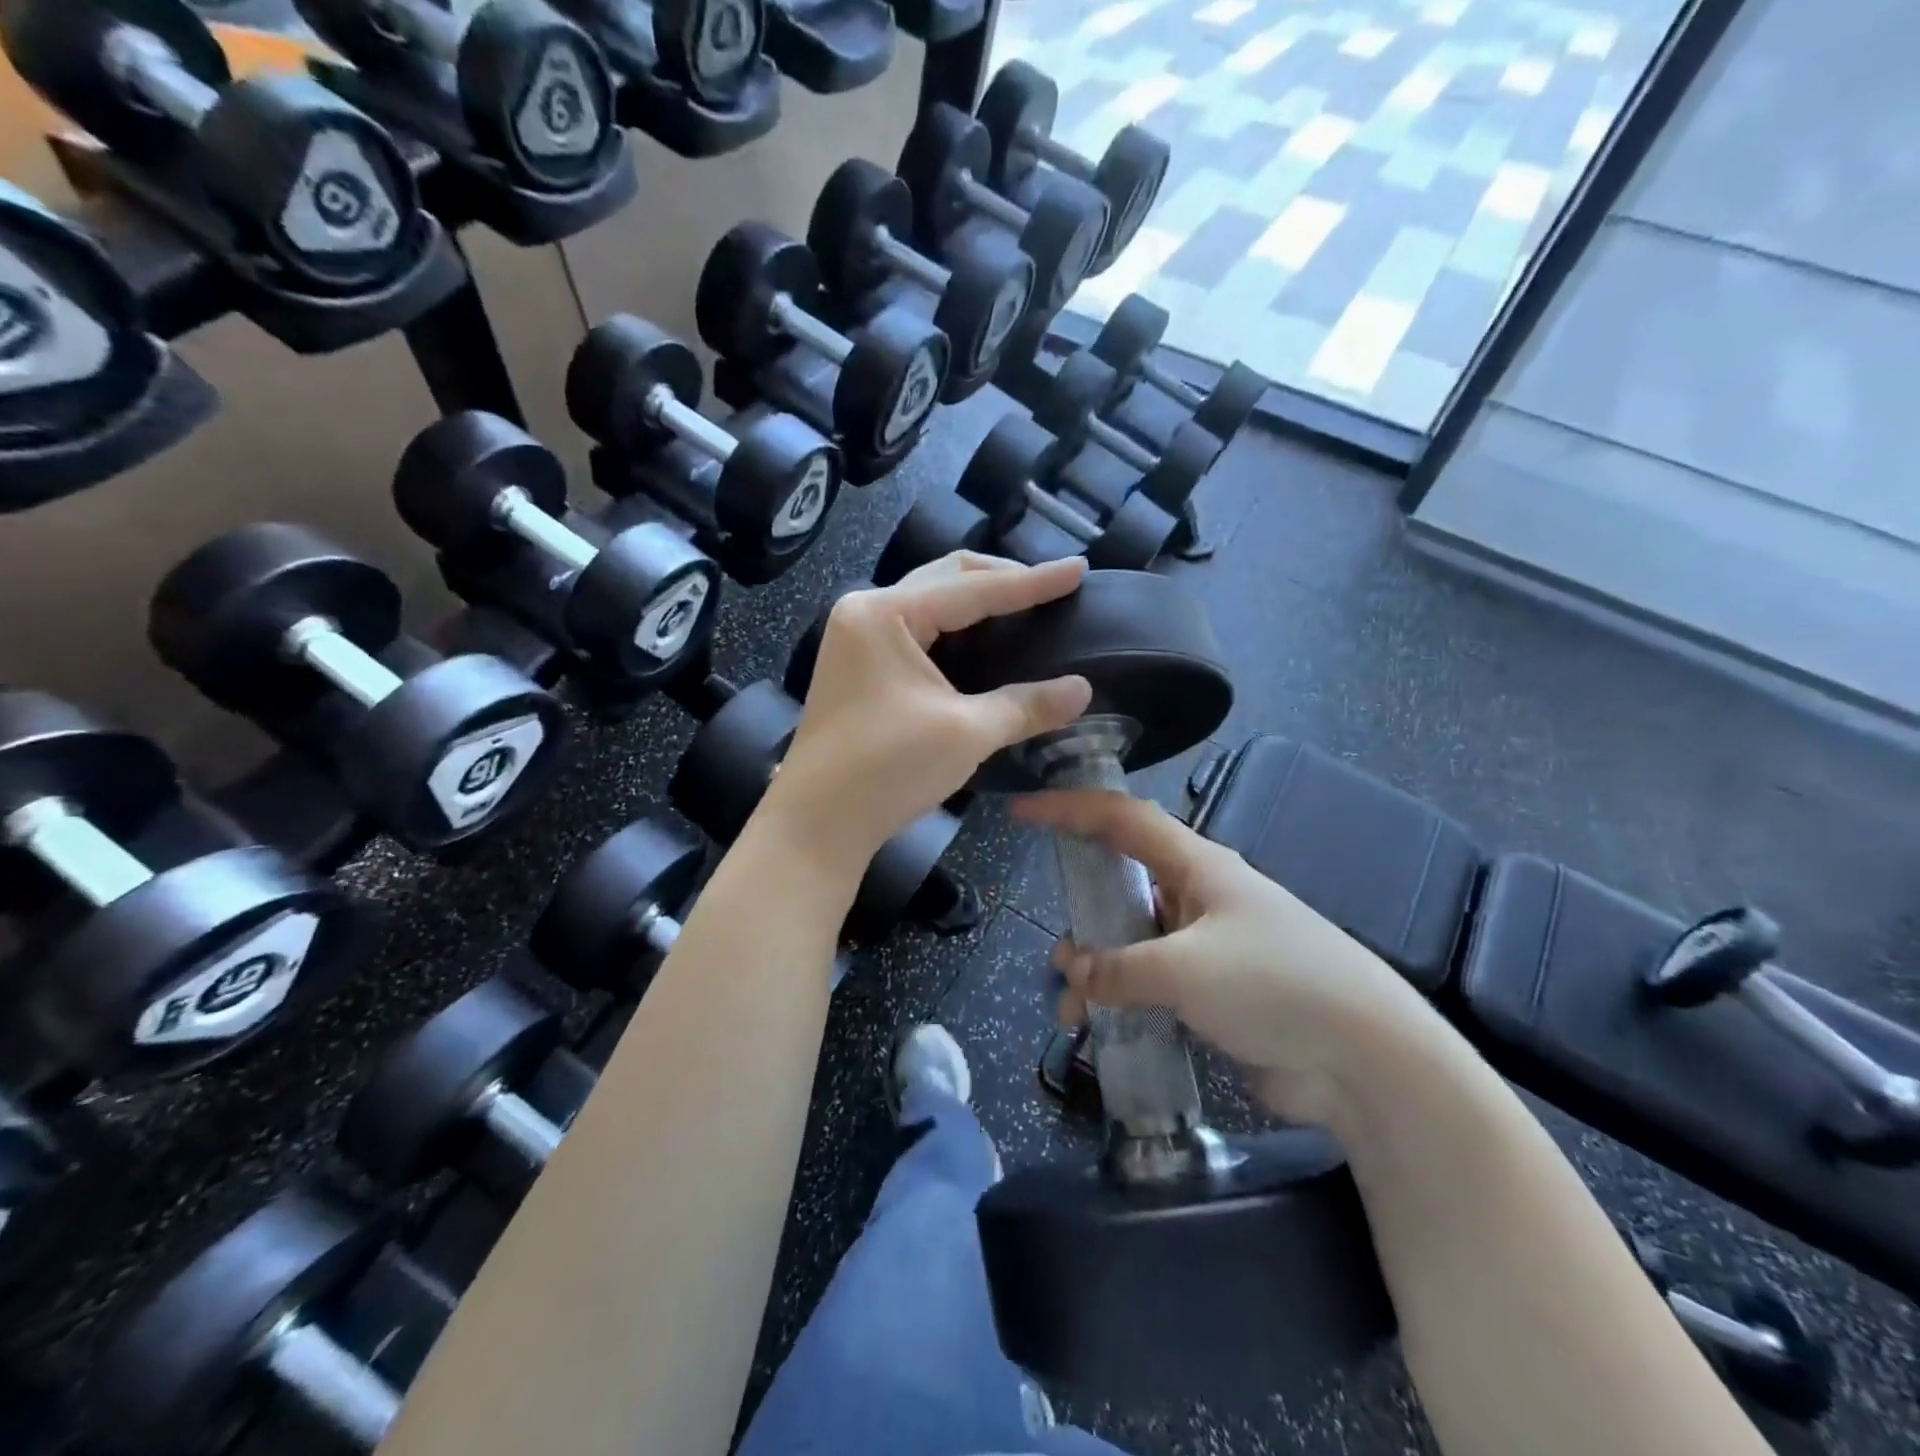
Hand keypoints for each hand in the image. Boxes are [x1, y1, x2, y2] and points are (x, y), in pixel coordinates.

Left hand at [768, 553, 1093, 869]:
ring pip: (929, 601)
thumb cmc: (887, 769)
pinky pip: (915, 628)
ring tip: (1023, 608)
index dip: (1032, 582)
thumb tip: (1083, 690)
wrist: (817, 822)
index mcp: (885, 613)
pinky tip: (983, 641)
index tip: (1078, 569)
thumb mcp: (966, 733)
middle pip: (945, 578)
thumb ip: (1026, 705)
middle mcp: (866, 612)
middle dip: (1000, 579)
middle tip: (1050, 588)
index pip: (972, 588)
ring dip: (975, 601)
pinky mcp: (859, 665)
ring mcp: (857, 638)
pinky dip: (953, 629)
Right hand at [1017, 789, 1440, 1124]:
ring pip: (1131, 941)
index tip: (1023, 811)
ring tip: (1072, 1005)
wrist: (1365, 1059)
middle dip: (1082, 909)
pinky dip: (1119, 1001)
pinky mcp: (1213, 993)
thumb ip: (1118, 968)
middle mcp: (1198, 897)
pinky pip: (1149, 985)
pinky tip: (1100, 1030)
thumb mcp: (1185, 968)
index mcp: (1197, 865)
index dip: (1069, 807)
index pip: (1121, 819)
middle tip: (1056, 942)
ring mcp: (1206, 946)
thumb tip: (1072, 971)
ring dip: (1096, 968)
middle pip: (1123, 882)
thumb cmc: (1274, 983)